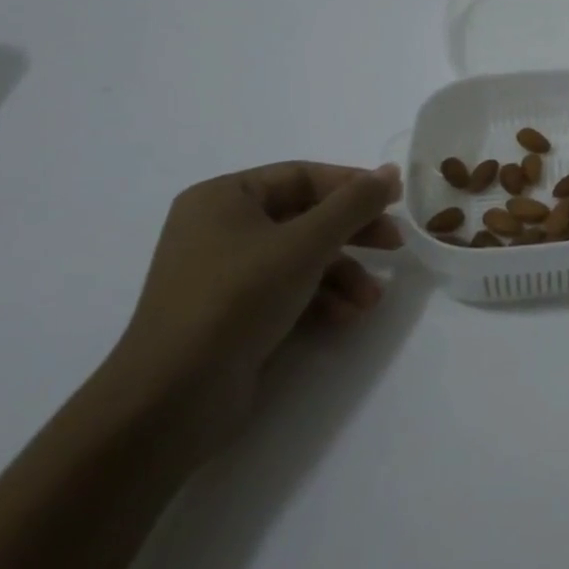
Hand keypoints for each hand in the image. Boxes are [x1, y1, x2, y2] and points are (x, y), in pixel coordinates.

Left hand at [105, 161, 403, 444]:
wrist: (172, 397)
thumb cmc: (237, 299)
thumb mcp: (305, 243)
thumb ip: (353, 204)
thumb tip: (390, 171)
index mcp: (224, 197)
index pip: (302, 176)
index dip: (353, 186)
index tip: (396, 201)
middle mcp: (221, 228)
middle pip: (305, 217)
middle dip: (353, 234)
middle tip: (395, 245)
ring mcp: (224, 274)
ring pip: (301, 258)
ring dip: (343, 275)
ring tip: (371, 300)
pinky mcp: (232, 314)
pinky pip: (287, 290)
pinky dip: (320, 300)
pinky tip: (346, 318)